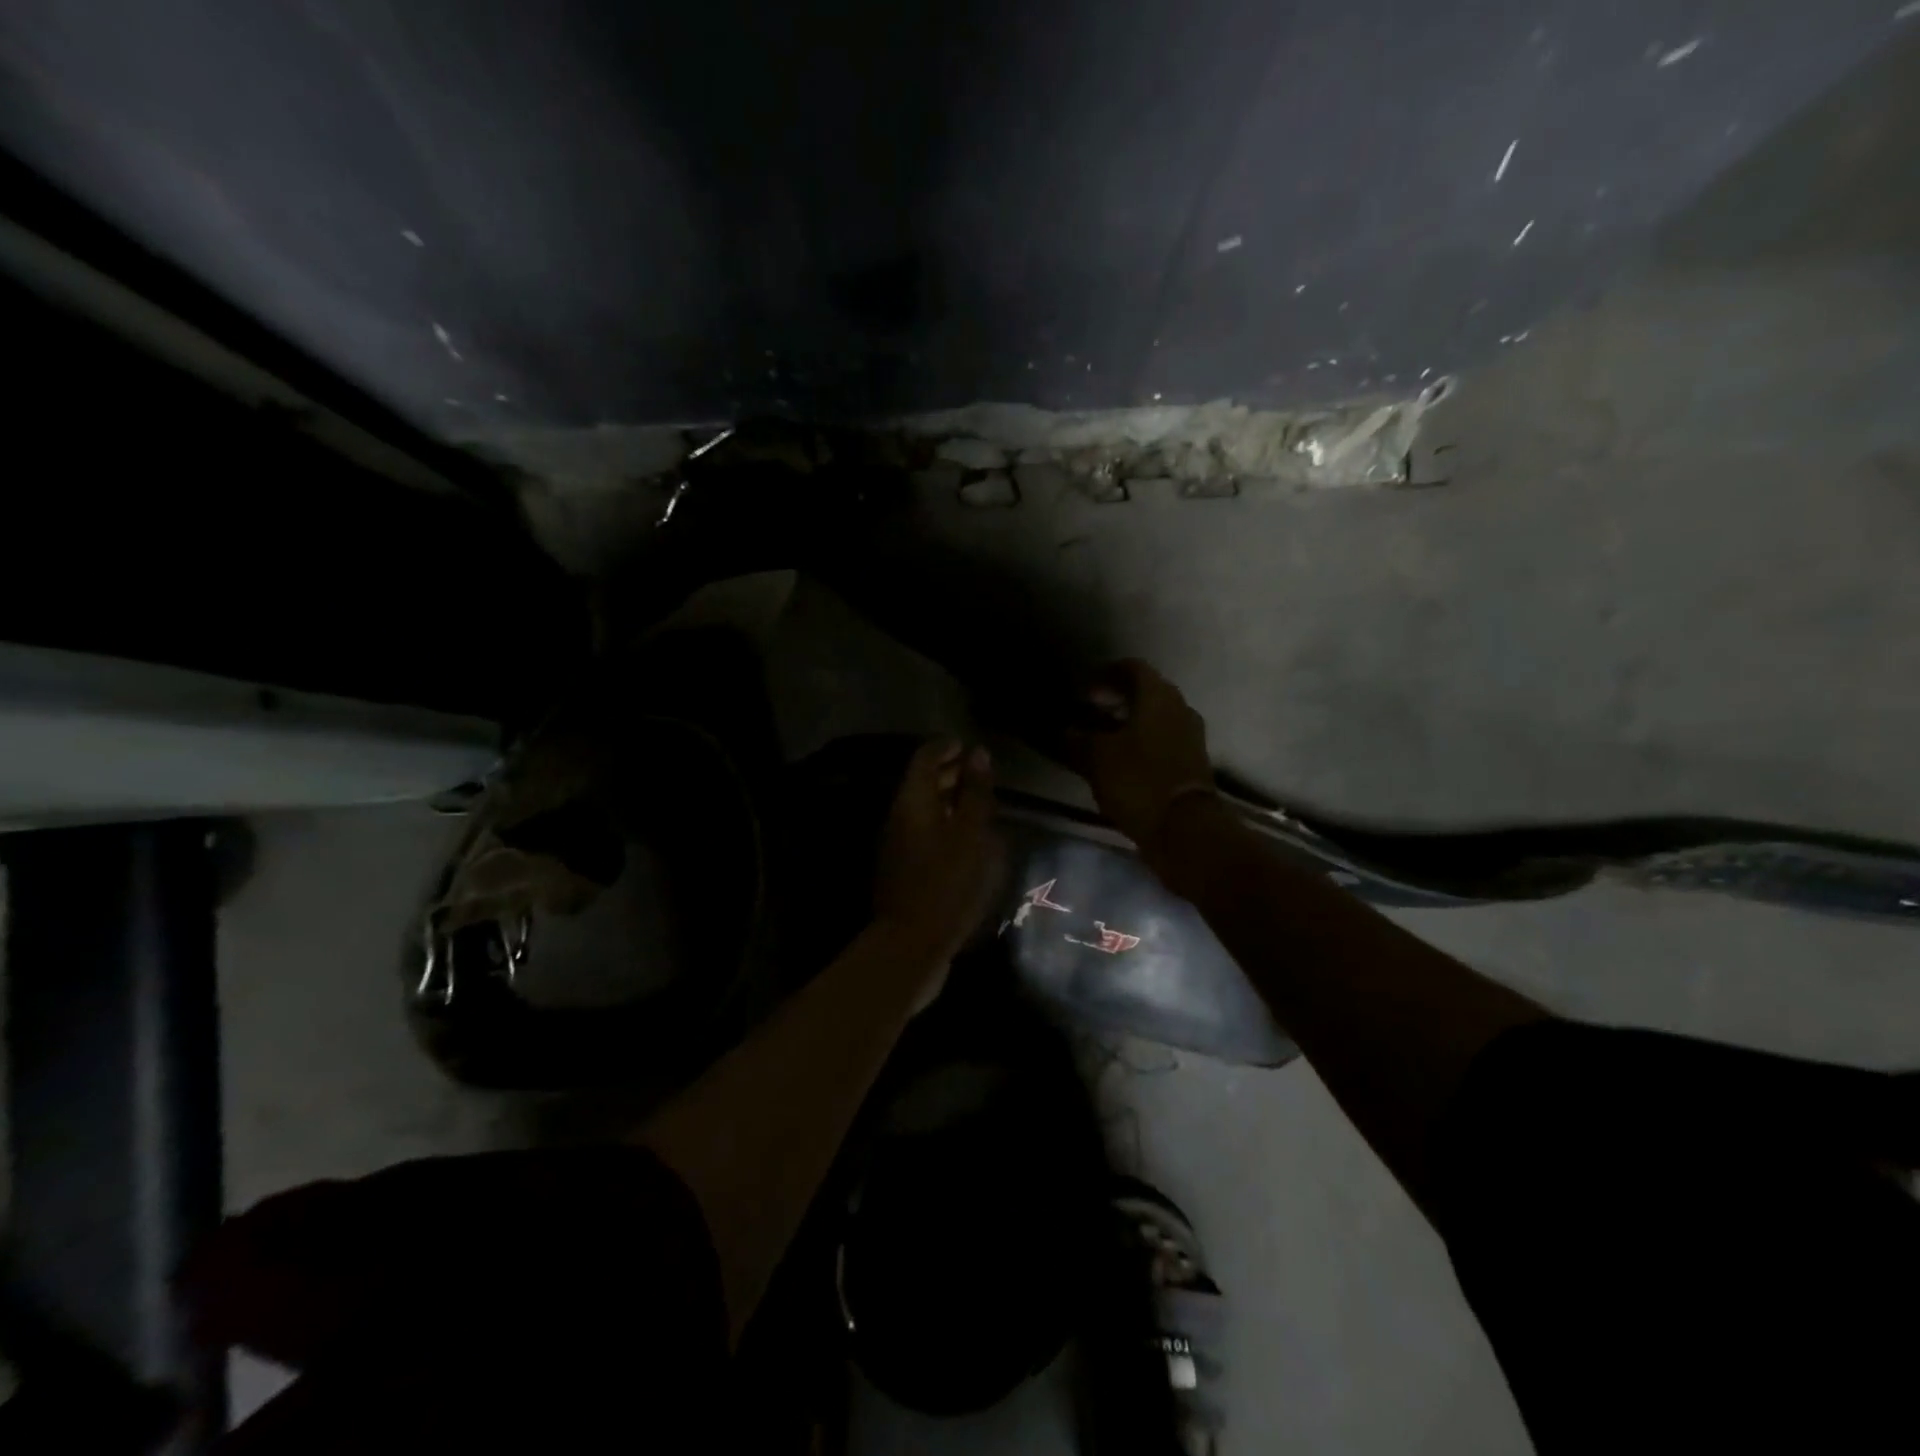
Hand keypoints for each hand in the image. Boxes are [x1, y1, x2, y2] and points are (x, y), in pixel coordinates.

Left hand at [874, 739, 1003, 991]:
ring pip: (923, 810)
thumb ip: (975, 792)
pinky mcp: (904, 869)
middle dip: (949, 773)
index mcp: (912, 802)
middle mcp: (899, 817)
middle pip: (921, 783)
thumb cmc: (947, 883)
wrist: (911, 943)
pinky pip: (925, 833)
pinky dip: (945, 825)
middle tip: (979, 773)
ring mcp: (898, 845)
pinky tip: (968, 840)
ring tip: (979, 804)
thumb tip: (977, 753)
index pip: (924, 758)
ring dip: (948, 800)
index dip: (945, 747)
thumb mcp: (971, 834)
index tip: (968, 746)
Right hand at [1068, 660, 1216, 865]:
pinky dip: (1142, 740)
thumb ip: (1078, 739)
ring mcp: (1190, 735)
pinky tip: (1122, 758)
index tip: (1084, 690)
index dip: (1106, 674)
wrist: (1183, 827)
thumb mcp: (1096, 758)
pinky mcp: (1192, 760)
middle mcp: (1179, 708)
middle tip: (1090, 710)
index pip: (1132, 667)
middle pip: (1147, 691)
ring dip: (1130, 721)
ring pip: (1156, 716)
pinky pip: (1163, 738)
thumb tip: (1065, 730)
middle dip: (1118, 697)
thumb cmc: (1138, 780)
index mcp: (1158, 696)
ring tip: (1102, 737)